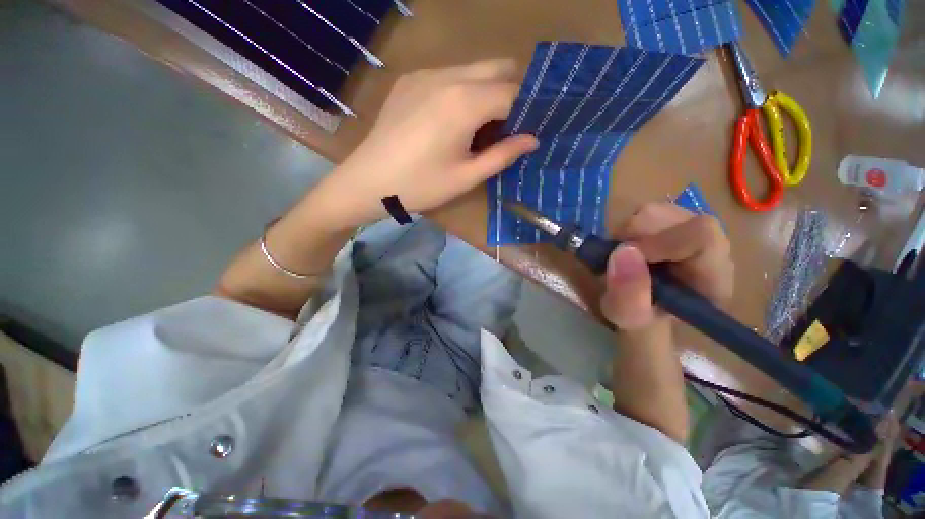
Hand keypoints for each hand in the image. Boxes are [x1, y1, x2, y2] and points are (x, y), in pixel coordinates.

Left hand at [314, 59, 537, 227]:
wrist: (368, 182)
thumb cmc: (421, 186)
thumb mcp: (466, 177)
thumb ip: (503, 155)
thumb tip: (533, 139)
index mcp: (464, 102)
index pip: (513, 92)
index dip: (527, 110)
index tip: (528, 130)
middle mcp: (448, 76)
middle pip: (497, 67)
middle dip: (511, 92)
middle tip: (506, 128)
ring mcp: (425, 73)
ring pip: (473, 69)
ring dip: (487, 91)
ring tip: (479, 128)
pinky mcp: (409, 79)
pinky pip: (449, 75)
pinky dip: (463, 91)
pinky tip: (451, 121)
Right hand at [601, 203, 733, 330]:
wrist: (643, 307)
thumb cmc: (639, 318)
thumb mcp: (628, 317)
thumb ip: (628, 296)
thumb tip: (623, 252)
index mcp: (714, 277)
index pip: (701, 234)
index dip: (659, 240)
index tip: (627, 257)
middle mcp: (712, 247)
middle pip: (673, 217)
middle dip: (634, 236)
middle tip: (620, 260)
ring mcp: (694, 230)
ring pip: (656, 210)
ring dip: (628, 233)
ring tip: (625, 257)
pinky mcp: (676, 222)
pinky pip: (647, 212)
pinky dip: (628, 229)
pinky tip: (630, 249)